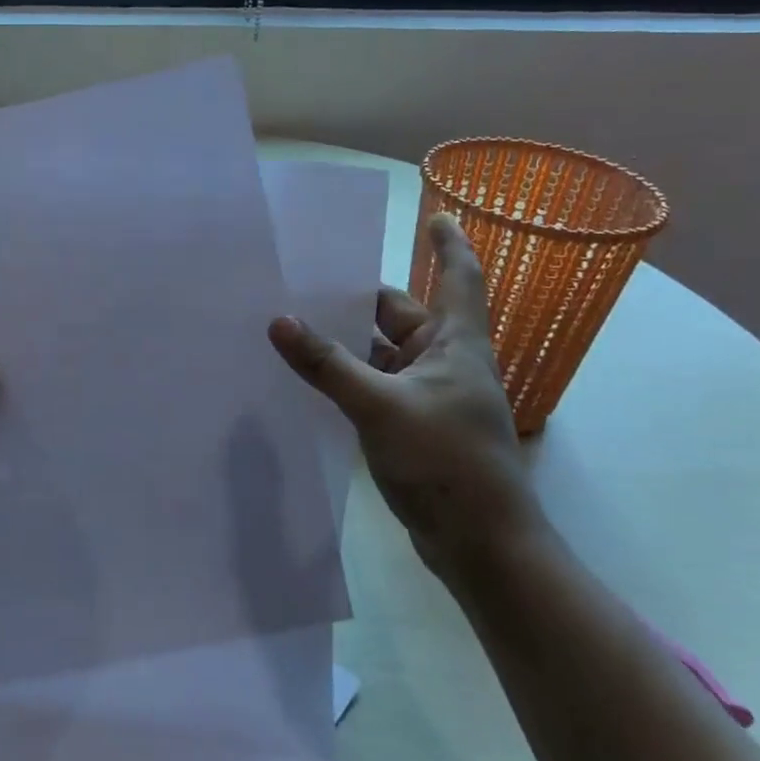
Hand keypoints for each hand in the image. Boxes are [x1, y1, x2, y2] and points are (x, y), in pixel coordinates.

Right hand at [268, 212, 547, 581]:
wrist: (481, 546)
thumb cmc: (447, 464)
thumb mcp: (380, 406)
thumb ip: (327, 364)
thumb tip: (278, 320)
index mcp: (455, 344)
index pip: (458, 278)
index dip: (449, 244)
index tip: (435, 213)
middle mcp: (444, 363)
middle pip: (400, 314)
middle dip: (359, 297)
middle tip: (306, 278)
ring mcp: (427, 397)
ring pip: (381, 352)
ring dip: (346, 341)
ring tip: (293, 321)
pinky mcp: (411, 426)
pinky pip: (372, 385)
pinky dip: (345, 375)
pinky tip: (308, 375)